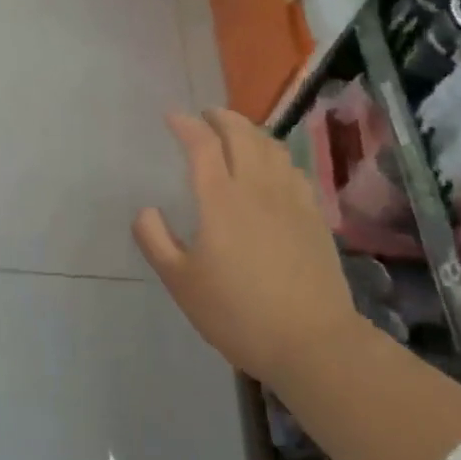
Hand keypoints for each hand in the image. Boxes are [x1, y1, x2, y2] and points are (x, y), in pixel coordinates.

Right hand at [134, 110, 357, 387]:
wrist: (314, 343)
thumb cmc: (238, 312)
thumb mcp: (180, 282)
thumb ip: (155, 240)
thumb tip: (146, 210)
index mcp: (220, 198)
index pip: (202, 144)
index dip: (186, 124)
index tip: (172, 116)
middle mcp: (257, 188)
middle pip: (242, 134)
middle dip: (220, 117)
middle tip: (204, 115)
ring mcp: (291, 200)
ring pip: (271, 147)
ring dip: (250, 130)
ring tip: (236, 132)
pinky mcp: (314, 217)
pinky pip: (293, 170)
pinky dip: (276, 155)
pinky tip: (272, 167)